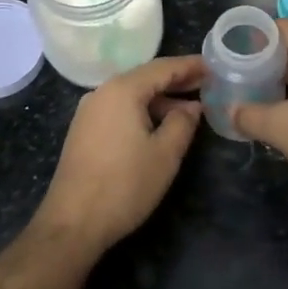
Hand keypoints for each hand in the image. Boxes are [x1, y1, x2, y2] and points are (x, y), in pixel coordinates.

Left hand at [35, 54, 205, 250]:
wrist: (72, 222)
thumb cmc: (125, 184)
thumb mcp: (165, 154)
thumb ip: (183, 123)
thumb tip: (192, 107)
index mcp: (122, 90)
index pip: (162, 68)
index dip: (190, 66)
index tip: (214, 66)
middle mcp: (102, 93)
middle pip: (145, 78)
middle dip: (176, 81)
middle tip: (208, 84)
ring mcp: (89, 112)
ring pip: (132, 96)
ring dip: (161, 100)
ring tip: (190, 110)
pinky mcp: (84, 131)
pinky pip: (119, 110)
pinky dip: (143, 112)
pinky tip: (159, 127)